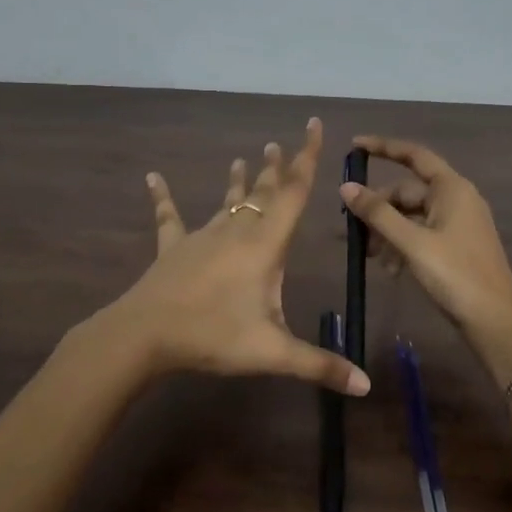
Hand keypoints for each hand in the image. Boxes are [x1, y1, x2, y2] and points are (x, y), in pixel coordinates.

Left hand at [105, 118, 370, 394]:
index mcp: (264, 246)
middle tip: (280, 143)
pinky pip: (169, 217)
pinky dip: (163, 197)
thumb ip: (320, 366)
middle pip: (263, 192)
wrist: (145, 335)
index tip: (313, 125)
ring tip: (244, 158)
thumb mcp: (271, 352)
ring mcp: (201, 237)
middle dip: (276, 168)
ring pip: (227, 202)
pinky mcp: (173, 248)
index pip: (293, 193)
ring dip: (239, 181)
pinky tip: (152, 177)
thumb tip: (366, 386)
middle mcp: (236, 231)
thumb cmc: (213, 336)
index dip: (307, 158)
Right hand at [339, 136, 511, 387]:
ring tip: (369, 257)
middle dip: (379, 209)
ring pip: (412, 216)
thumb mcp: (411, 242)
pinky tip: (390, 269)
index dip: (383, 147)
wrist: (495, 320)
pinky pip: (422, 234)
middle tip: (352, 231)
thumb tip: (347, 187)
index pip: (413, 155)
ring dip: (387, 231)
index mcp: (451, 188)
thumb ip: (378, 214)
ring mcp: (459, 224)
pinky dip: (403, 245)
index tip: (354, 147)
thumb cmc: (455, 275)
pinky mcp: (457, 246)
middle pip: (408, 192)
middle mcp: (457, 199)